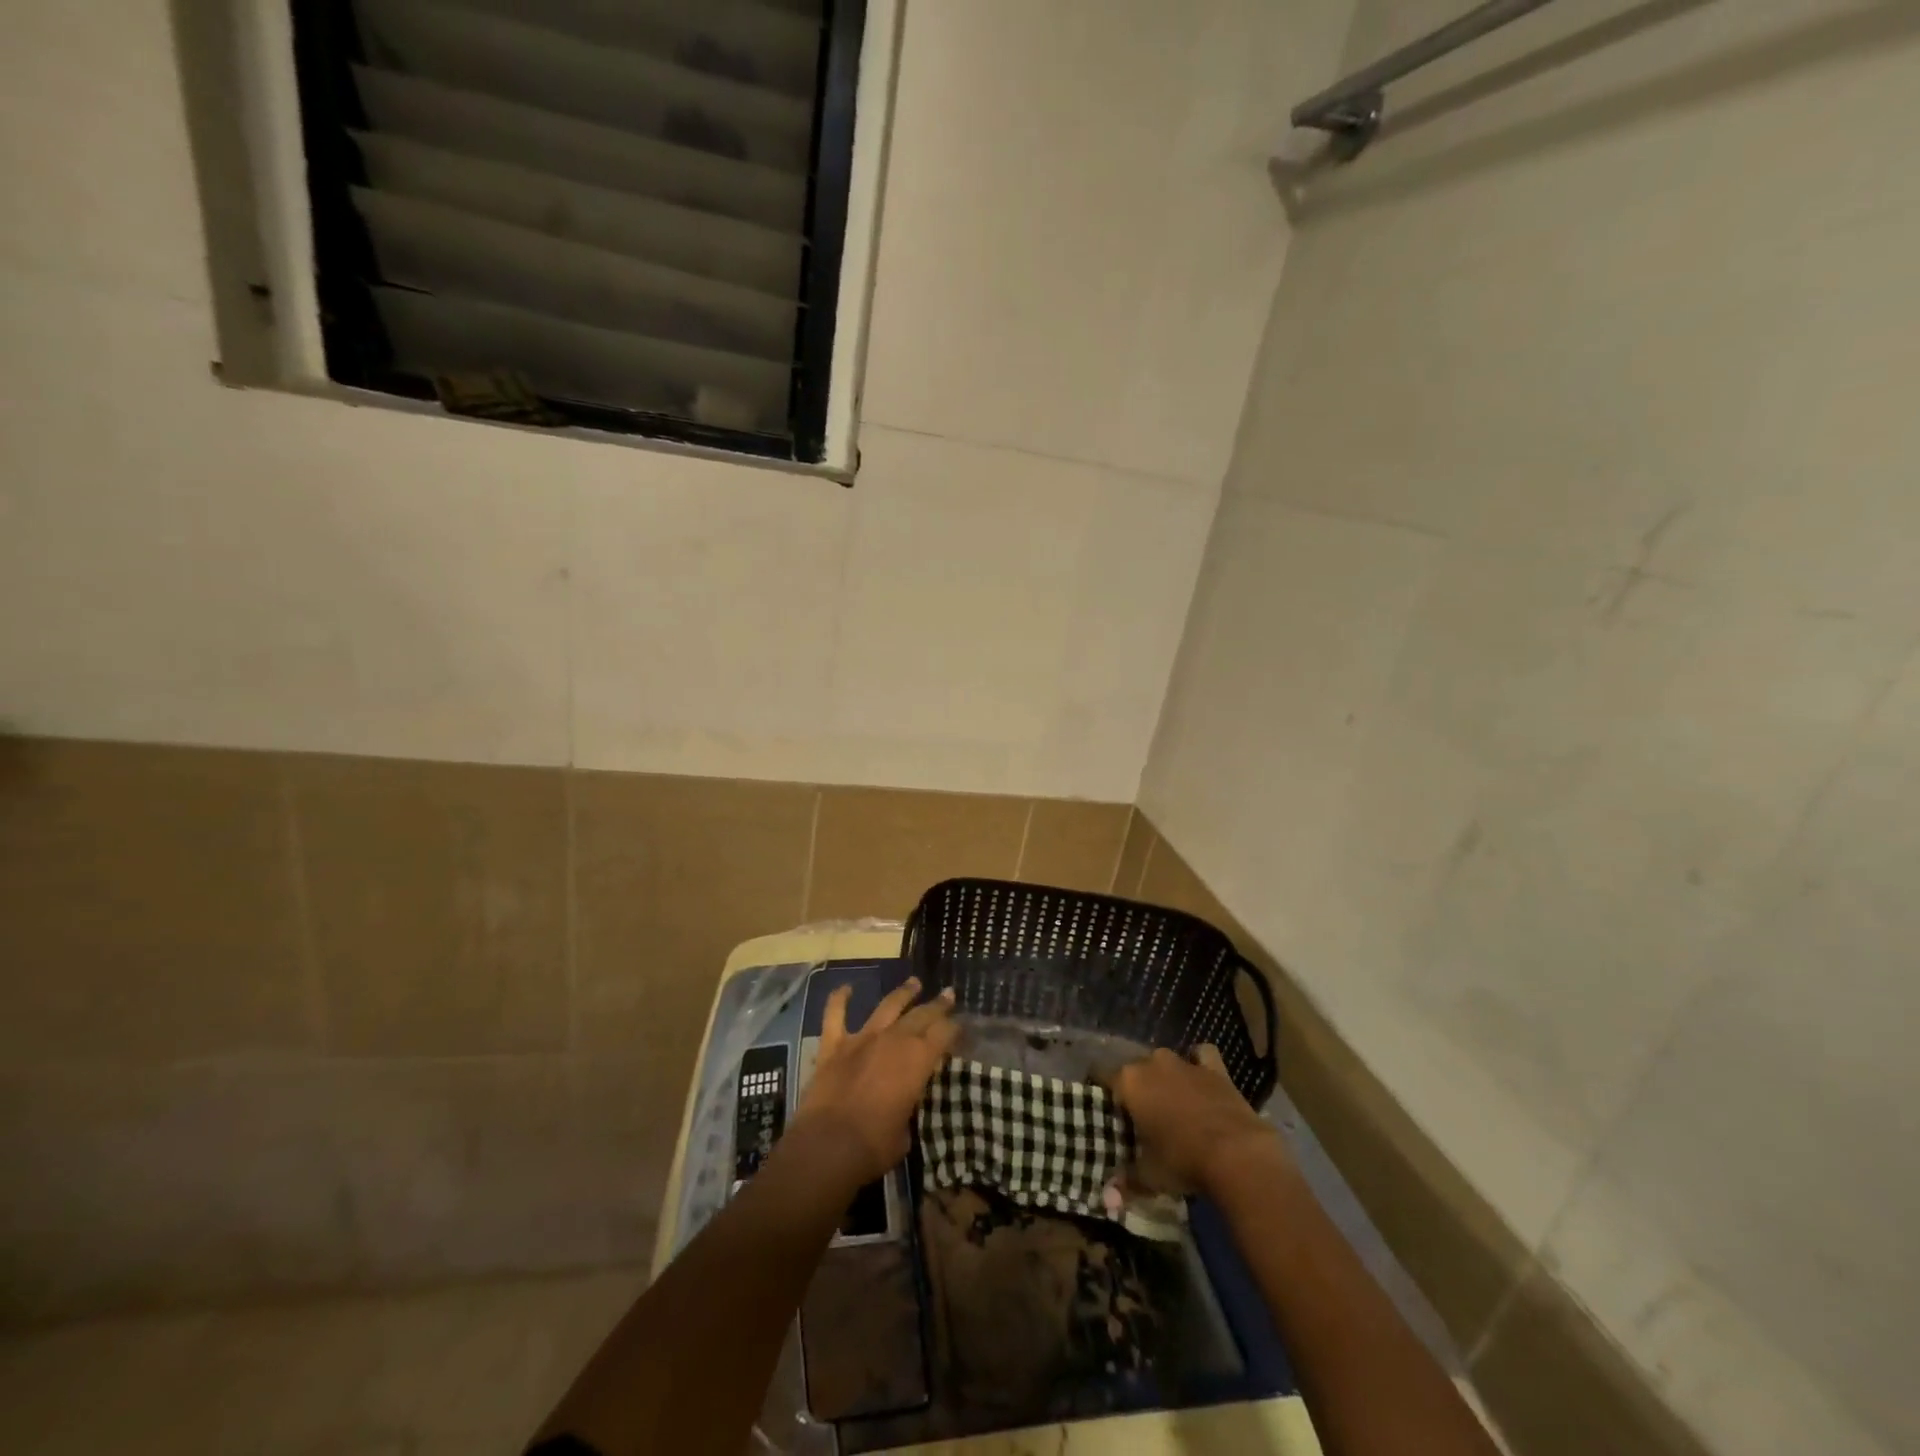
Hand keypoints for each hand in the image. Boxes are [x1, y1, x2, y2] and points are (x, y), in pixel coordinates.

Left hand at [793, 976, 958, 1185]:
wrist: (828, 1147)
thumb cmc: (874, 1146)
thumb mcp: (906, 1131)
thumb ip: (908, 1106)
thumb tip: (904, 1102)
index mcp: (917, 1060)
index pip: (944, 1034)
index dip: (954, 1029)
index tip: (961, 1025)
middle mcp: (893, 1040)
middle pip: (921, 1015)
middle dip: (937, 1005)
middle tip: (948, 995)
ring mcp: (862, 1039)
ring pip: (886, 1006)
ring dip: (902, 993)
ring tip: (914, 982)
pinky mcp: (834, 1045)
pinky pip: (835, 1015)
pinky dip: (839, 999)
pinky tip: (845, 987)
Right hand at [1107, 1045, 1285, 1195]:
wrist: (1237, 1154)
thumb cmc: (1182, 1160)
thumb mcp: (1149, 1175)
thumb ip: (1126, 1181)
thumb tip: (1108, 1197)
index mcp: (1129, 1082)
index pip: (1102, 1074)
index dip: (1102, 1090)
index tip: (1106, 1108)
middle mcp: (1153, 1063)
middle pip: (1134, 1068)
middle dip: (1135, 1087)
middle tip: (1140, 1115)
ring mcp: (1185, 1063)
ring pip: (1164, 1061)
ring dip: (1164, 1076)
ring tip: (1169, 1101)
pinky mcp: (1214, 1069)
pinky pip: (1202, 1055)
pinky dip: (1199, 1062)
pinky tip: (1199, 1076)